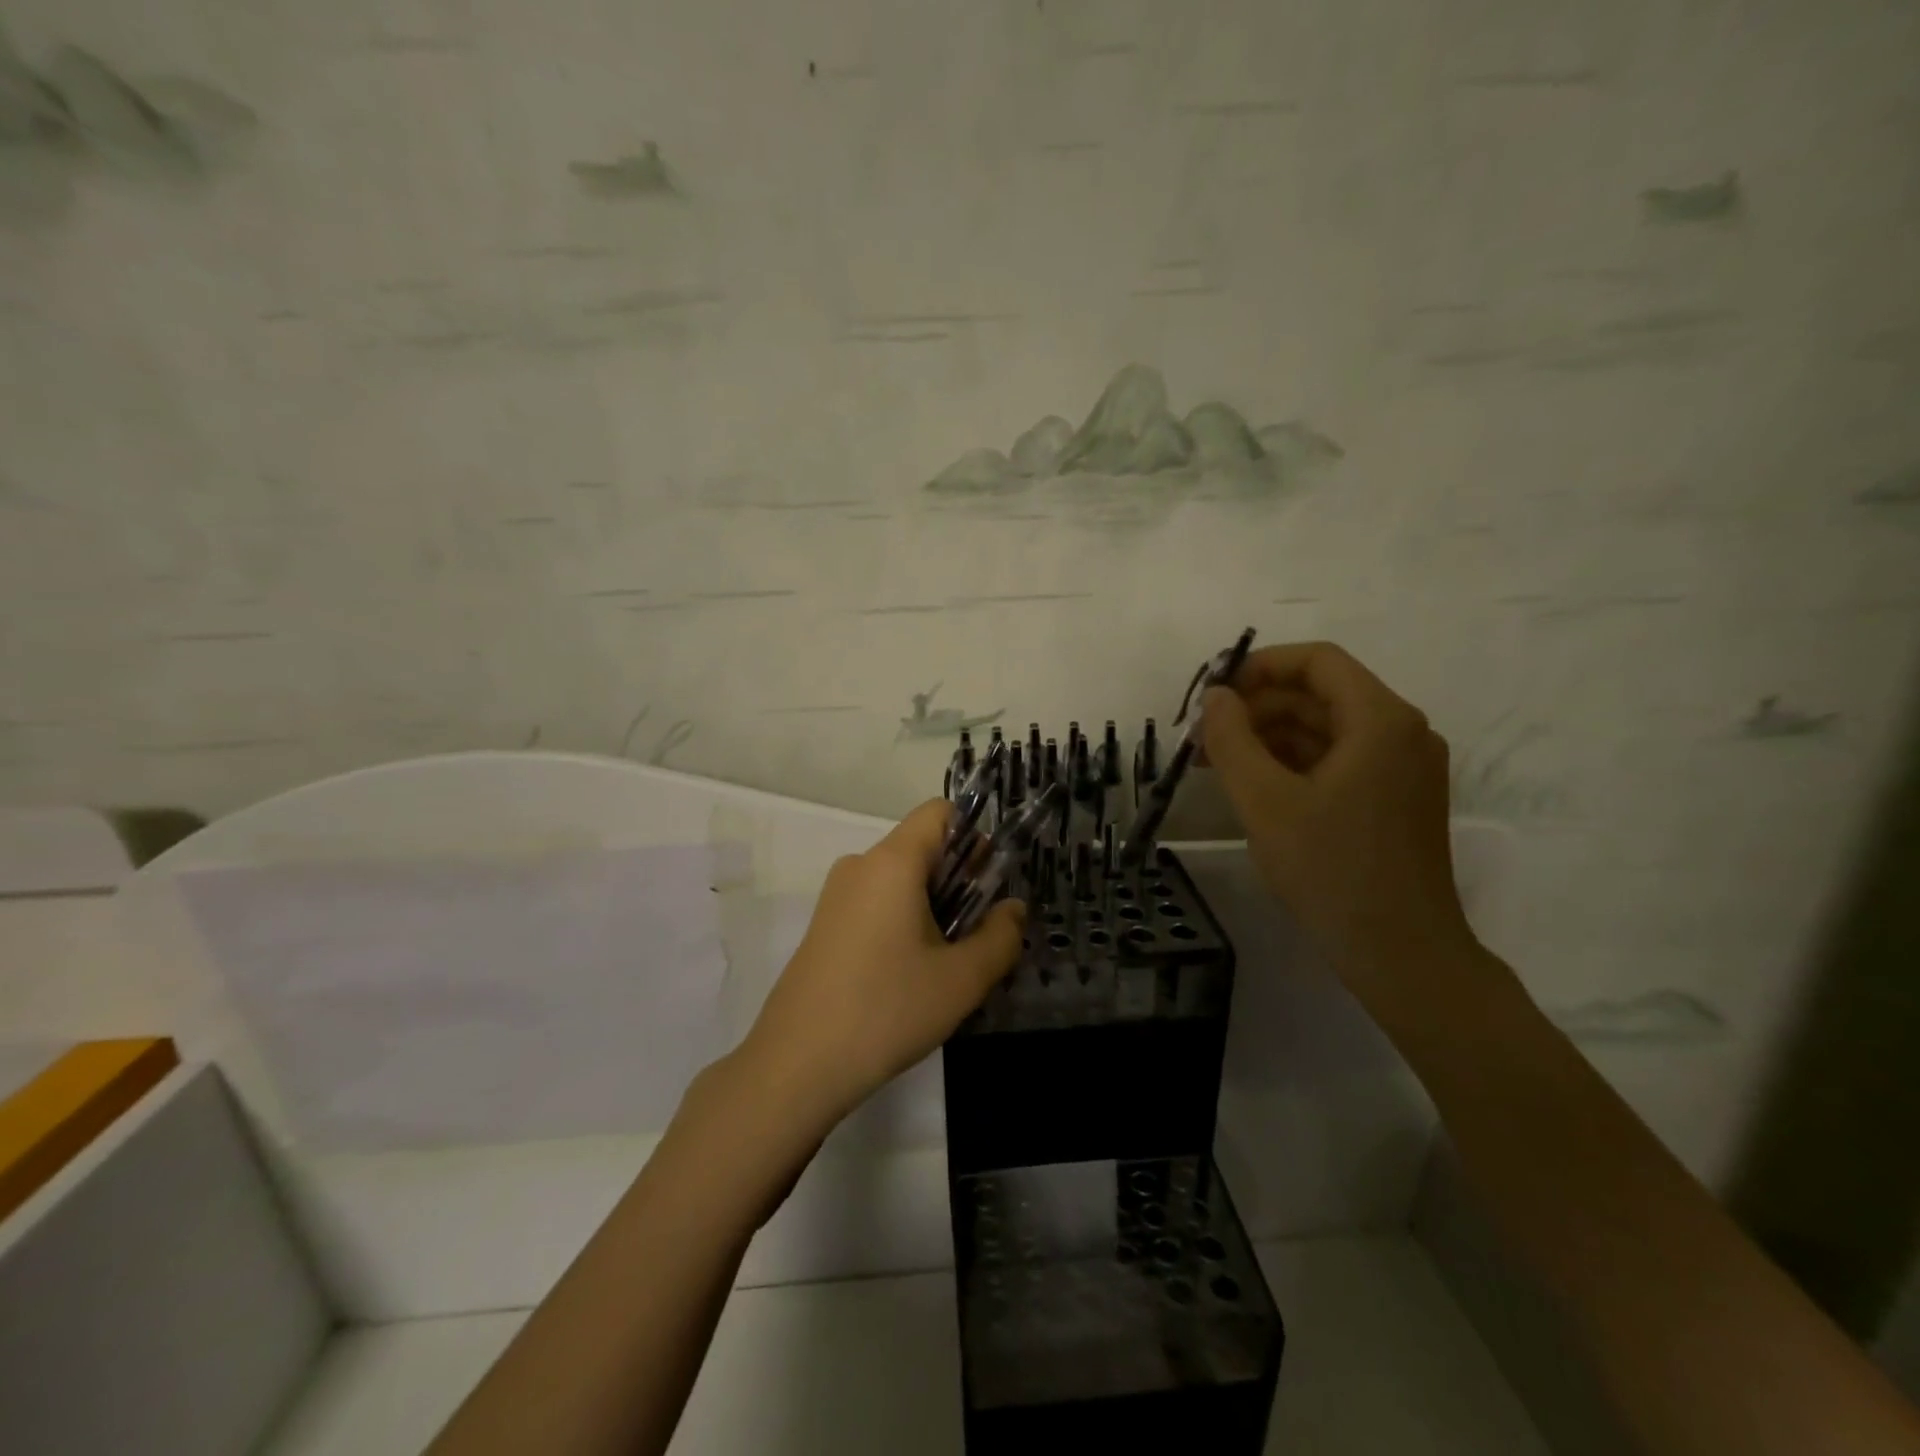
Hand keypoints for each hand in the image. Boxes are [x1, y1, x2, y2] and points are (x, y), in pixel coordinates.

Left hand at [739, 800, 1025, 1127]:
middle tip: (980, 930)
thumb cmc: (887, 1010)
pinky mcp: (824, 925)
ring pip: (899, 879)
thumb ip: (1001, 937)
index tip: (990, 882)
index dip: (973, 836)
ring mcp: (836, 896)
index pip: (939, 812)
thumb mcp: (962, 979)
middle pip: (921, 847)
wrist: (796, 1065)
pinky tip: (912, 973)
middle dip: (959, 878)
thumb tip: (1014, 909)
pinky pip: (876, 903)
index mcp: (892, 862)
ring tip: (950, 960)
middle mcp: (860, 865)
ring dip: (933, 904)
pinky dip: (903, 920)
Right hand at [1200, 642, 1479, 999]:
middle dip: (1257, 708)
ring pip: (1326, 730)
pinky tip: (1252, 786)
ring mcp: (1403, 769)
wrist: (1401, 954)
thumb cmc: (1331, 869)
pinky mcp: (1395, 800)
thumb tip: (1215, 697)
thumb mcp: (1264, 801)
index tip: (1213, 693)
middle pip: (1320, 694)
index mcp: (1380, 720)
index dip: (1259, 667)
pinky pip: (1338, 761)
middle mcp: (1401, 733)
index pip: (1317, 661)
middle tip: (1203, 737)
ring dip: (1270, 737)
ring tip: (1215, 763)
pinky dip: (1293, 764)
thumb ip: (1231, 739)